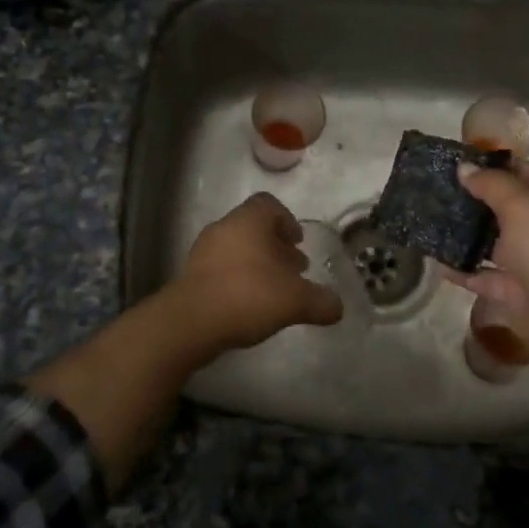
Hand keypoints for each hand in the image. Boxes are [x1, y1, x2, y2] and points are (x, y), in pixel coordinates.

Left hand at [171, 193, 343, 351]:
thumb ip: (320, 301)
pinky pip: (221, 268)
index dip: (287, 220)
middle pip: (254, 228)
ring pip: (237, 248)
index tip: (298, 243)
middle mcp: (224, 228)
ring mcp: (203, 251)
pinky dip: (238, 279)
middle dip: (276, 247)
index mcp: (248, 221)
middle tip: (294, 270)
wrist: (190, 323)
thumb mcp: (295, 301)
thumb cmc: (248, 296)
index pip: (269, 204)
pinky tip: (250, 304)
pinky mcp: (191, 275)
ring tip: (274, 291)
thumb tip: (338, 307)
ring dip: (257, 264)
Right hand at [443, 161, 528, 373]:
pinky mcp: (517, 291)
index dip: (488, 164)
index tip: (450, 161)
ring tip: (426, 221)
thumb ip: (491, 185)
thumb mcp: (522, 206)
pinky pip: (484, 276)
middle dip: (470, 199)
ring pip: (491, 242)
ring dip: (463, 235)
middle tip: (430, 190)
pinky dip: (463, 271)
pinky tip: (435, 261)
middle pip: (502, 206)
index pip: (519, 170)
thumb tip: (464, 167)